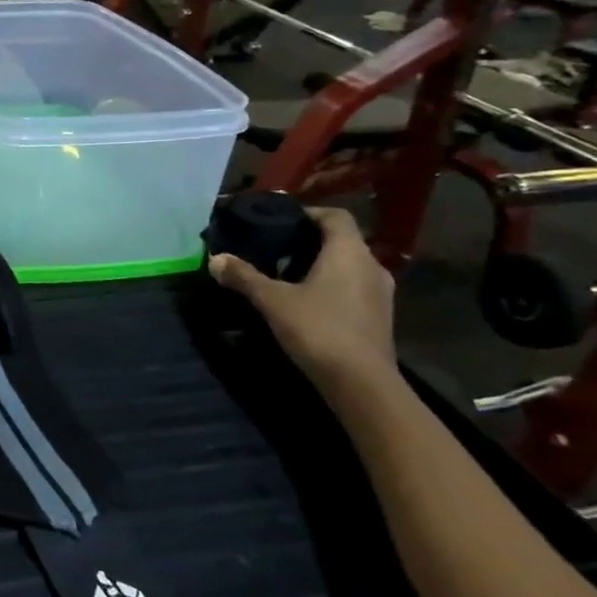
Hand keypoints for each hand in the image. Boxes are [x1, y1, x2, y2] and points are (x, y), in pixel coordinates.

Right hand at [207, 207, 395, 384]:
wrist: (362, 384)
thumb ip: (244, 277)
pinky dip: (332, 285)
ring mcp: (380, 293)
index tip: (281, 221)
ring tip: (287, 275)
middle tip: (276, 249)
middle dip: (310, 241)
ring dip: (322, 265)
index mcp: (349, 252)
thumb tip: (215, 259)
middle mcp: (372, 266)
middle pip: (342, 240)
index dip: (309, 213)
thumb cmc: (318, 329)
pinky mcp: (380, 316)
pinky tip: (308, 302)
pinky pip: (354, 287)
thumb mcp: (272, 301)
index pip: (336, 215)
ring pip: (349, 265)